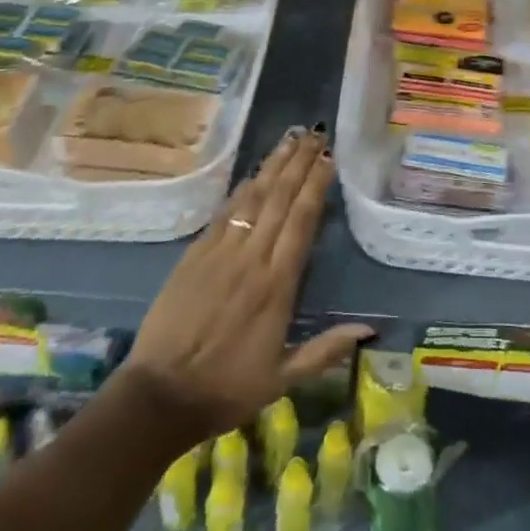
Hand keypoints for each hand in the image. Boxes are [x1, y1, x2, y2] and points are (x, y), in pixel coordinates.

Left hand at [125, 130, 371, 443]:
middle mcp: (251, 259)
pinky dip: (241, 190)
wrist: (160, 396)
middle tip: (315, 134)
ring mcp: (220, 252)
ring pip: (252, 199)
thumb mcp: (283, 378)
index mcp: (276, 285)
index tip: (329, 159)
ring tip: (290, 140)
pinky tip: (253, 174)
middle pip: (279, 199)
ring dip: (273, 167)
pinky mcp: (194, 255)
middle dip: (299, 164)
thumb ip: (326, 349)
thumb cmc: (227, 388)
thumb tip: (369, 329)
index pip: (301, 222)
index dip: (316, 186)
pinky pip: (224, 214)